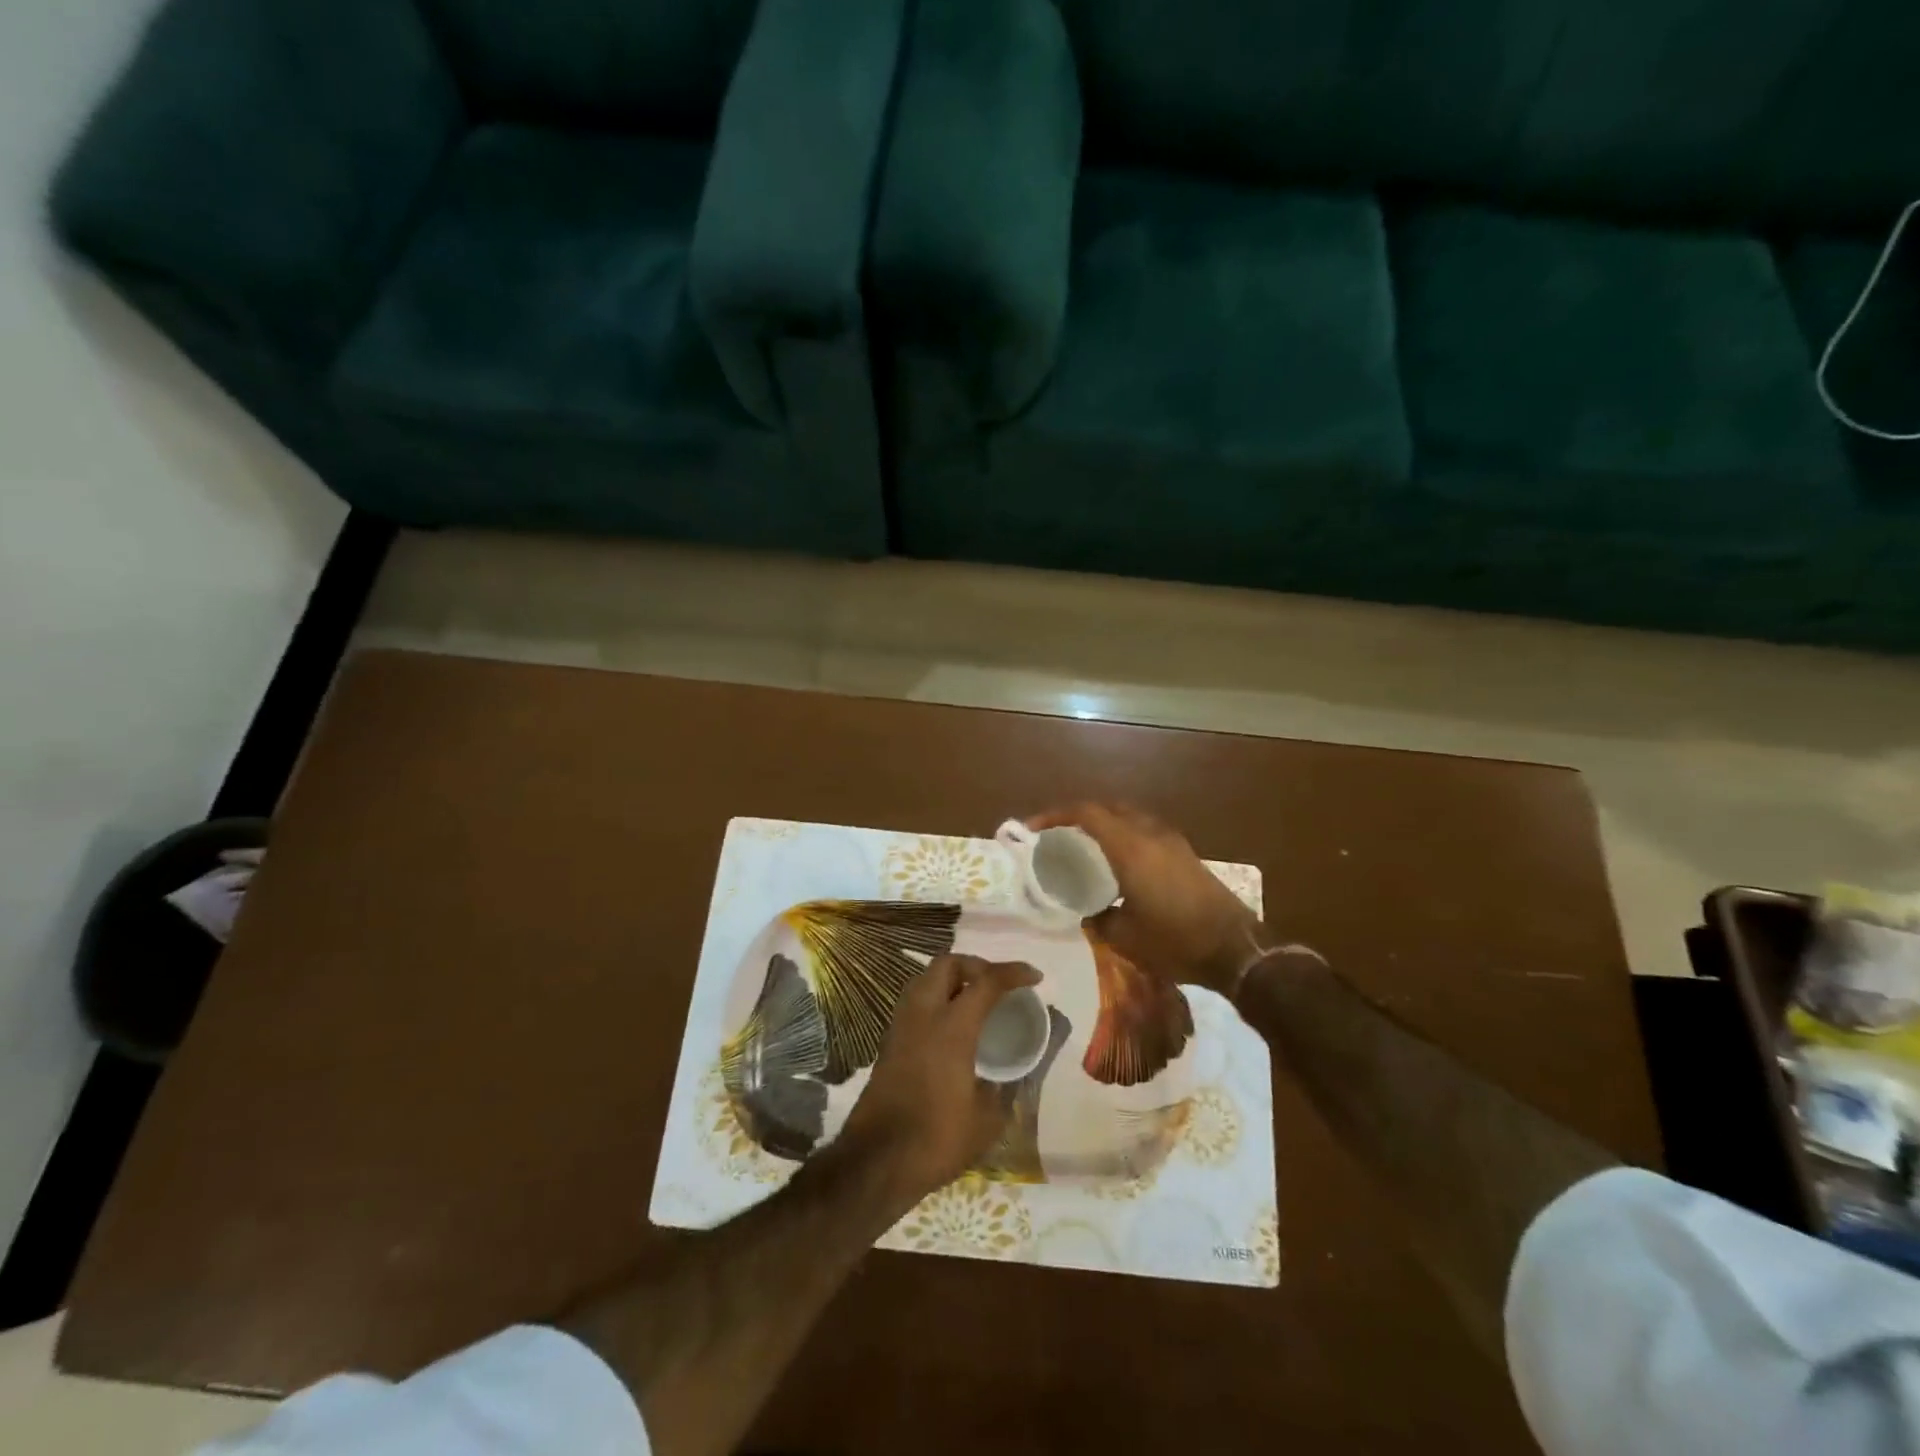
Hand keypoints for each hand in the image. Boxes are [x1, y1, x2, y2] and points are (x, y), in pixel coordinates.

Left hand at [837, 954, 1041, 1203]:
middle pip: (948, 964)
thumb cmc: (937, 1138)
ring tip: (977, 1001)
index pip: (986, 982)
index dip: (1014, 973)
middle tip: (998, 984)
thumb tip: (1010, 1075)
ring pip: (927, 979)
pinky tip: (953, 1026)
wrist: (876, 1161)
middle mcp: (923, 1014)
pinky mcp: (889, 1042)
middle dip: (976, 965)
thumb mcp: (986, 1119)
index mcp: (952, 1027)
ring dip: (953, 979)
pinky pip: (916, 1002)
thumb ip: (1004, 1088)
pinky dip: (937, 999)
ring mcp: (901, 1025)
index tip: (1035, 977)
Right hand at [1027, 803, 1259, 996]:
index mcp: (1130, 849)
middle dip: (1081, 815)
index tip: (1035, 828)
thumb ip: (1100, 920)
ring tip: (1088, 847)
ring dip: (1107, 823)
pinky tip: (1121, 863)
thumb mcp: (1125, 938)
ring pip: (1131, 818)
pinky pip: (1147, 832)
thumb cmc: (1175, 941)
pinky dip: (1126, 836)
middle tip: (1060, 835)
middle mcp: (1150, 835)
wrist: (1236, 949)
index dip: (1056, 815)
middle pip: (1109, 808)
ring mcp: (1172, 842)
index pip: (1087, 814)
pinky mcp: (1186, 855)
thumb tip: (1090, 914)